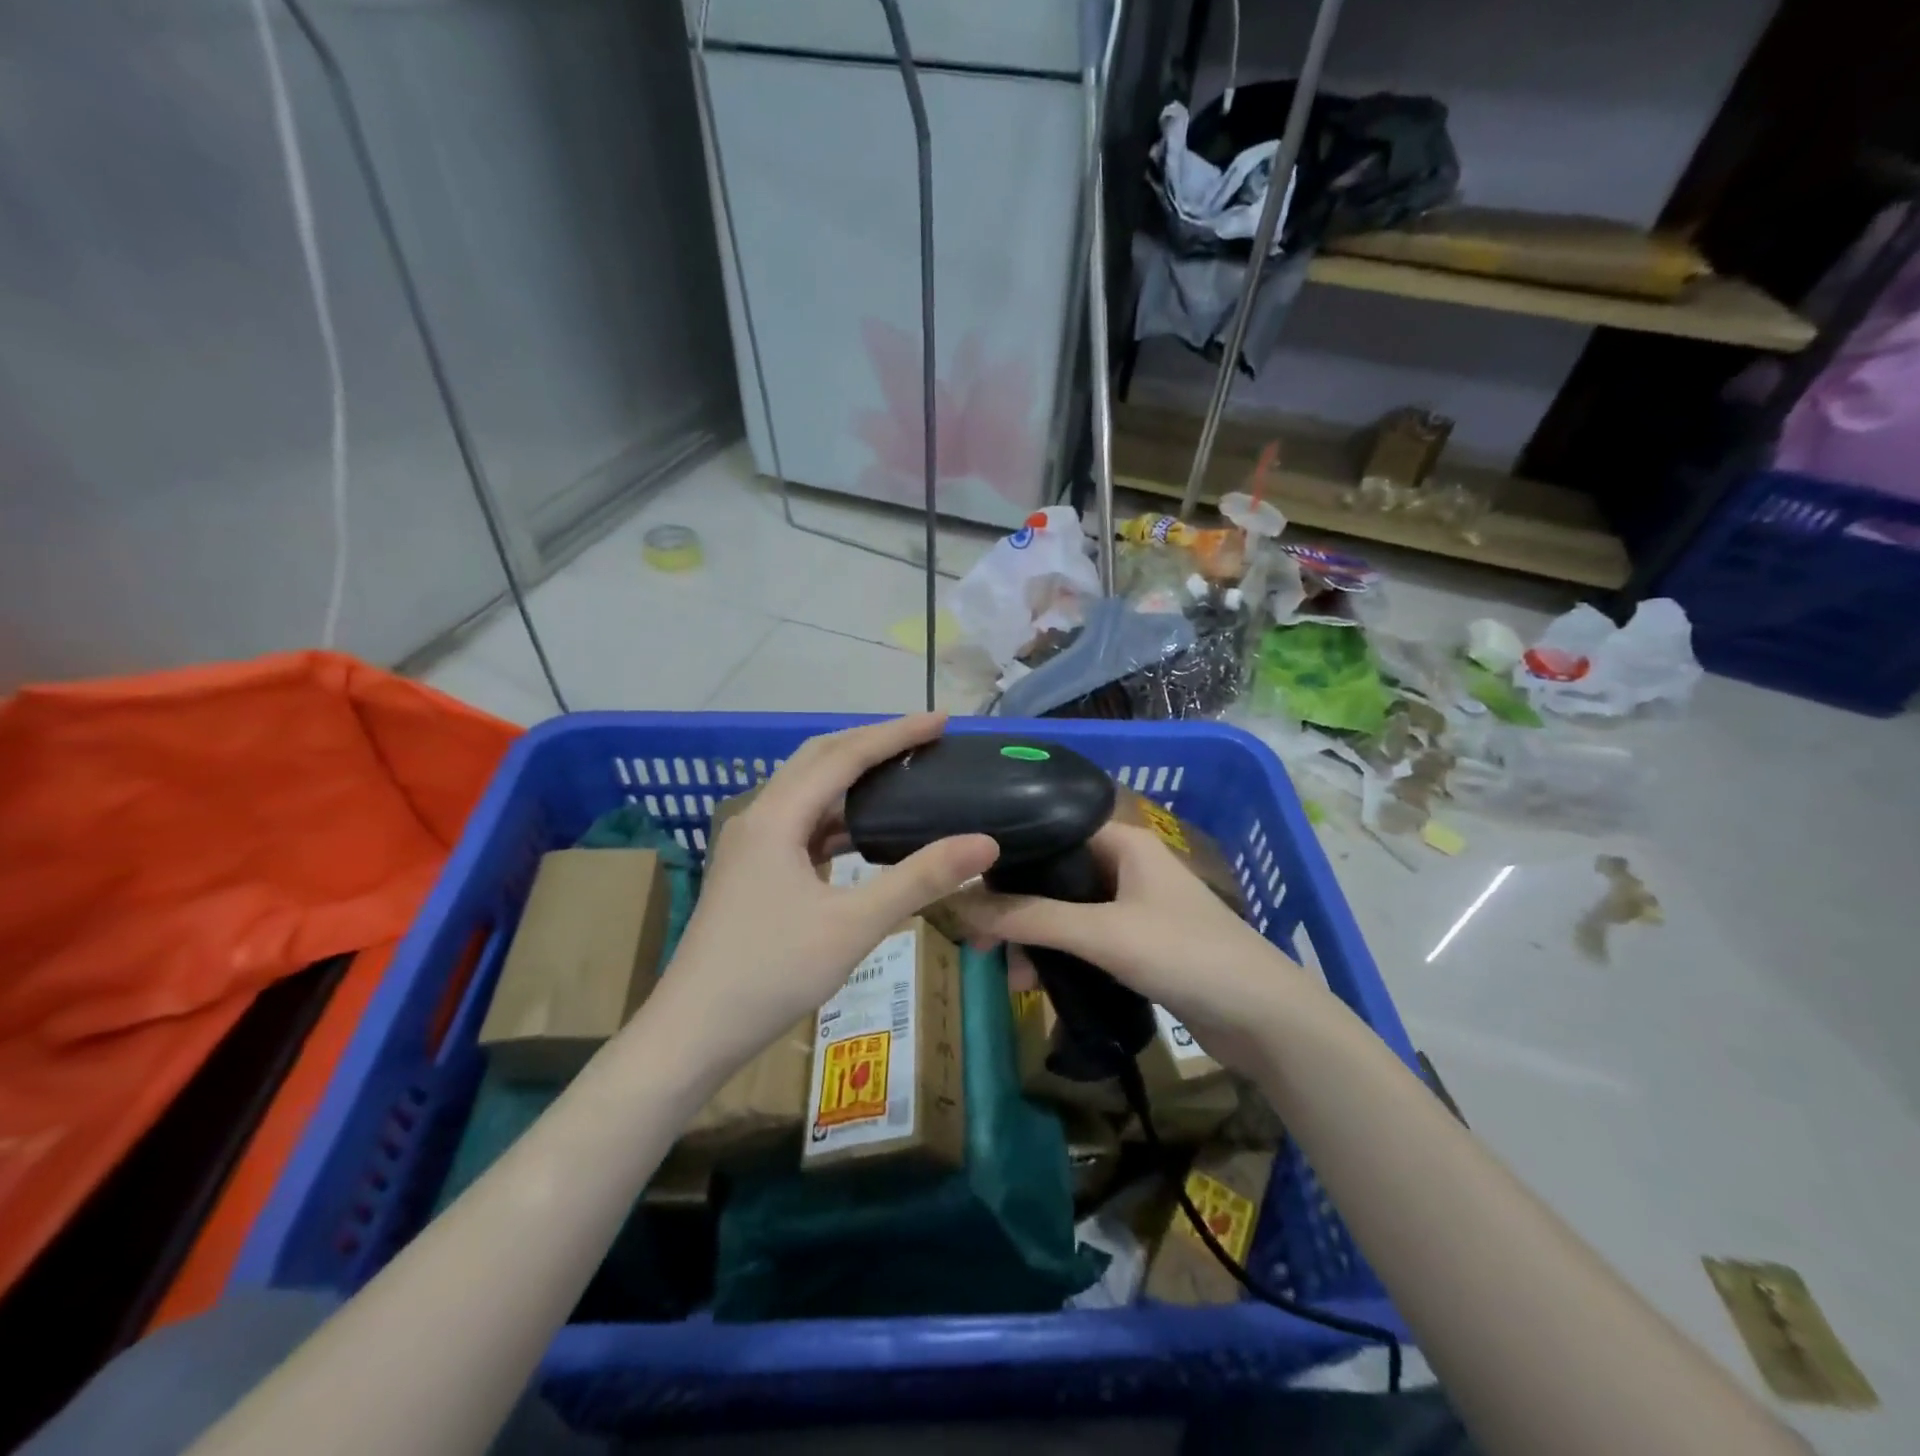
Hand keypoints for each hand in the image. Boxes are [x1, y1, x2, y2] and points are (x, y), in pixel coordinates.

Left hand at [646, 713, 998, 1082]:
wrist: (693, 1032)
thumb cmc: (771, 973)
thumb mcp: (853, 925)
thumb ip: (920, 879)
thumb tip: (985, 842)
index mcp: (777, 817)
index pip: (844, 756)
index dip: (895, 733)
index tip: (941, 720)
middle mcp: (759, 818)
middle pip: (819, 759)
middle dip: (871, 742)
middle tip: (921, 739)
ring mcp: (751, 846)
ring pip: (807, 791)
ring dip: (851, 776)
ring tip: (900, 775)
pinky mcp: (753, 871)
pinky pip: (801, 824)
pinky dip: (837, 816)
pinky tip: (863, 834)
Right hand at [950, 822, 1309, 1076]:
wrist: (1264, 1019)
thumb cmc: (1185, 954)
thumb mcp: (1101, 933)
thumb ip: (1031, 918)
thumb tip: (960, 905)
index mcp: (1122, 842)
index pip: (1050, 830)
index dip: (1008, 854)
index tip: (968, 886)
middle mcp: (1125, 864)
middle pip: (1053, 875)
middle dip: (1016, 908)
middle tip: (980, 944)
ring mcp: (1133, 905)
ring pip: (1066, 911)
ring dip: (1036, 939)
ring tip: (1012, 979)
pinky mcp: (1139, 943)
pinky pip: (1085, 939)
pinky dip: (1060, 956)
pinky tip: (1038, 985)